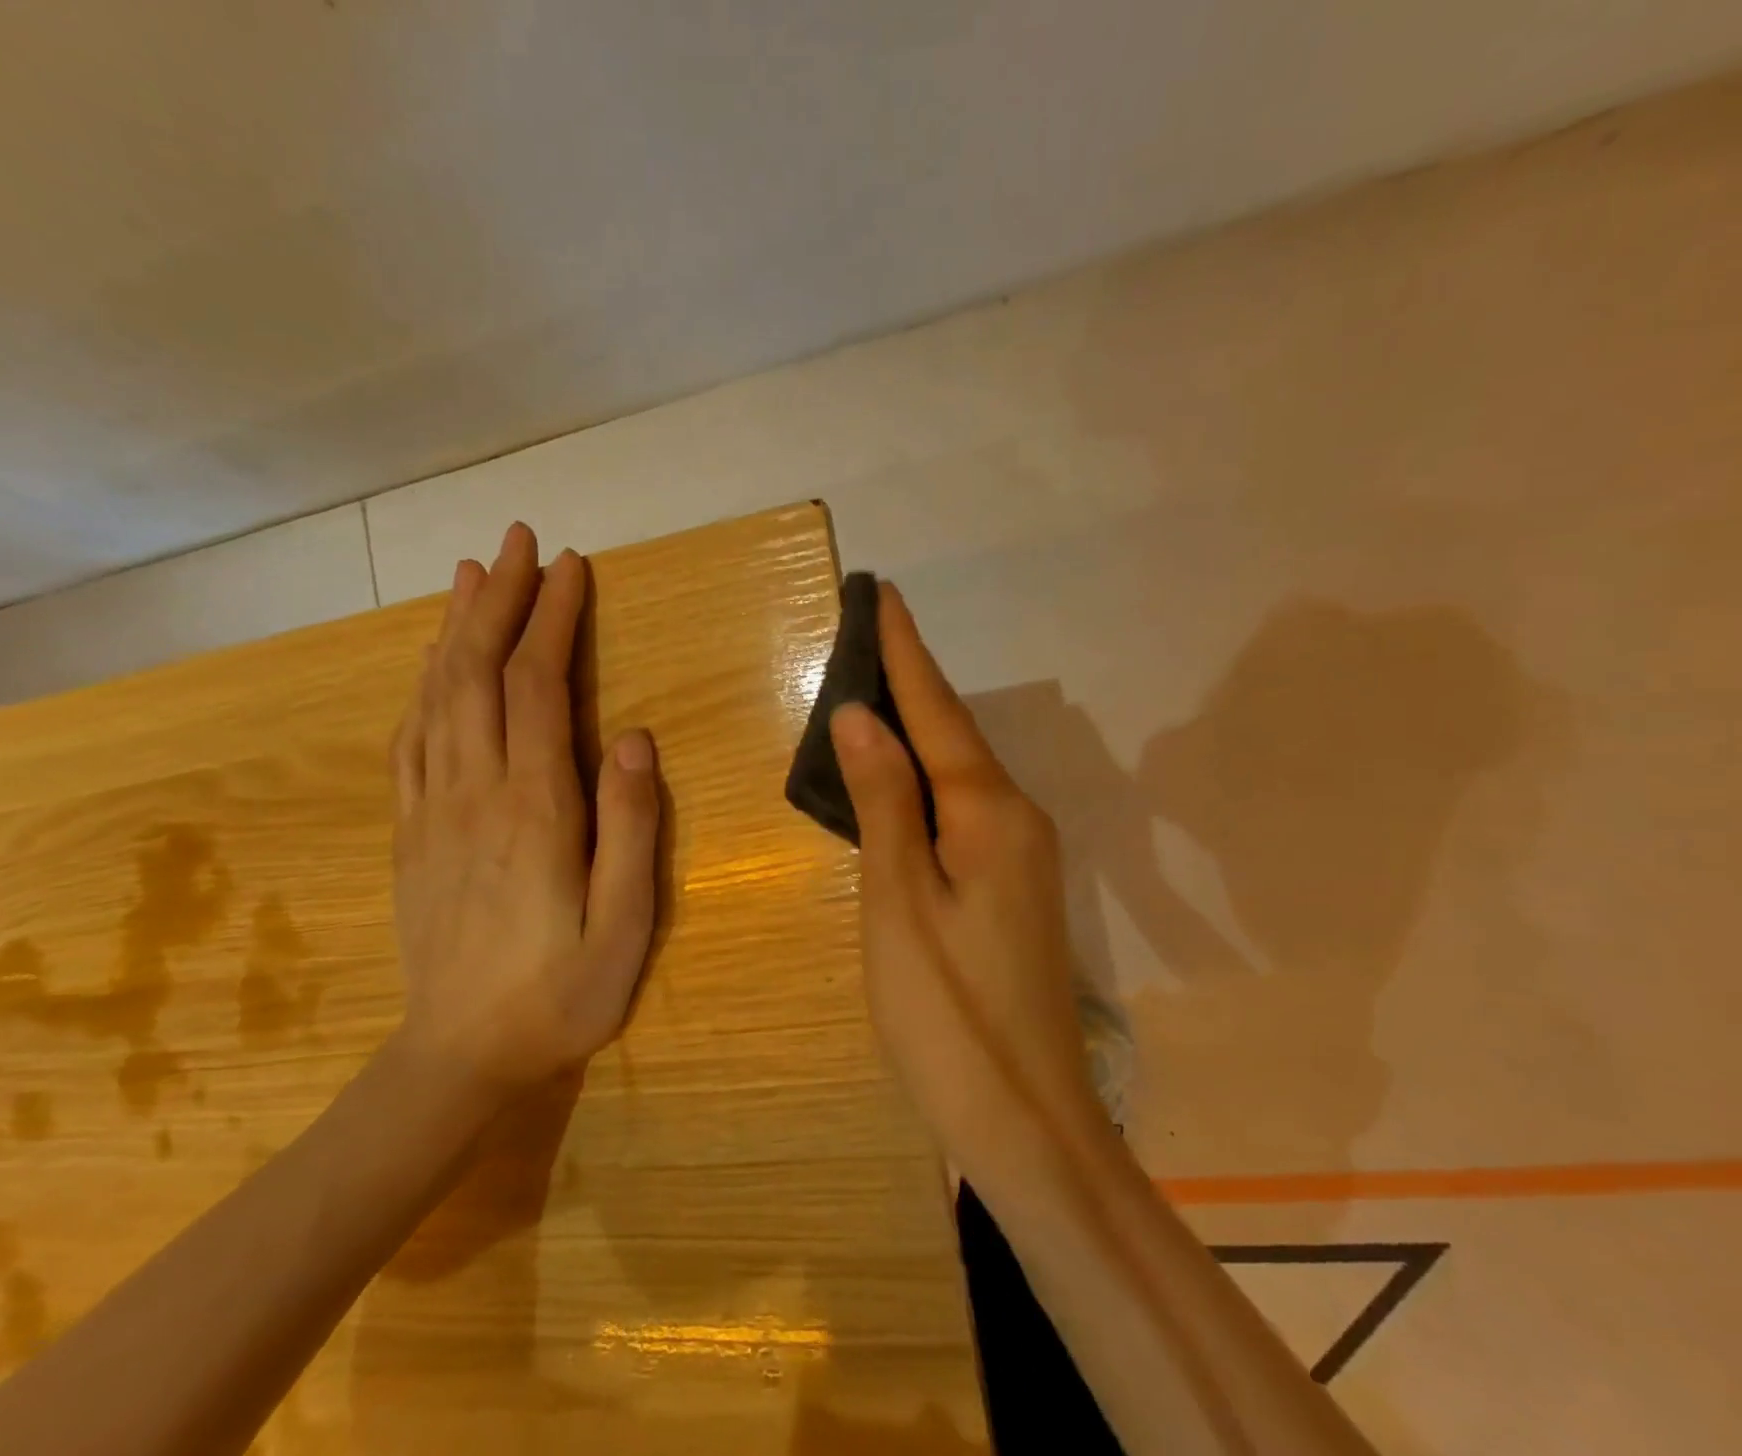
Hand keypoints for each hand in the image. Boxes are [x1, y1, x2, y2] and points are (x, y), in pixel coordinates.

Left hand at [388, 522, 661, 1101]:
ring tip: (472, 575)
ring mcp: (432, 809)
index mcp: (535, 809)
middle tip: (518, 541)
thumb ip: (632, 830)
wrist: (459, 1058)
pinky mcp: (410, 831)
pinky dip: (421, 685)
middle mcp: (475, 792)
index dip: (553, 619)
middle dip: (501, 600)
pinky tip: (431, 662)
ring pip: (436, 695)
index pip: (540, 687)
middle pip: (478, 673)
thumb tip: (637, 739)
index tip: (571, 566)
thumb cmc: (560, 995)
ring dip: (455, 628)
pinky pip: (410, 738)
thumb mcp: (624, 926)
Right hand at [830, 584, 1096, 1168]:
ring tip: (874, 687)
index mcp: (989, 812)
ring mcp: (1021, 856)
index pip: (937, 711)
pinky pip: (961, 809)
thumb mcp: (899, 900)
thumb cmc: (946, 1010)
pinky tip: (899, 776)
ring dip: (917, 728)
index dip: (905, 653)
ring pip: (958, 772)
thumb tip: (861, 716)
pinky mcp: (1011, 888)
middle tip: (866, 633)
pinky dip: (924, 779)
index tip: (883, 594)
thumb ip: (882, 801)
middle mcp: (1016, 819)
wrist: (1025, 1121)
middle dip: (910, 680)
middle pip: (952, 734)